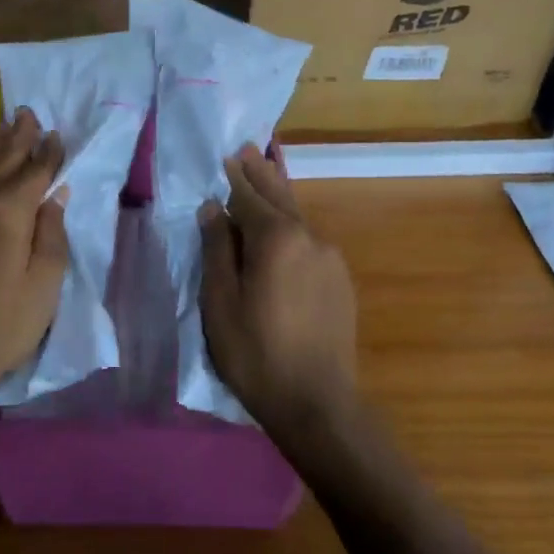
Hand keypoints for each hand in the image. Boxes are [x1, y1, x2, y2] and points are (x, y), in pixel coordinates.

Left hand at [0, 108, 71, 403]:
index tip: (57, 133)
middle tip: (27, 112)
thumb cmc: (3, 322)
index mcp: (9, 212)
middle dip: (18, 136)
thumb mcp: (44, 283)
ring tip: (4, 125)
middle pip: (3, 161)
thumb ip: (51, 233)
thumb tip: (54, 196)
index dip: (48, 153)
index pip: (34, 172)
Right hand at [199, 144, 357, 431]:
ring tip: (265, 178)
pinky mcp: (340, 281)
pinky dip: (292, 225)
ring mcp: (330, 259)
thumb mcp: (221, 301)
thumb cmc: (256, 353)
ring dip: (279, 197)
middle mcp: (309, 238)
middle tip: (249, 150)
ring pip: (298, 218)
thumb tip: (213, 208)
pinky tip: (284, 229)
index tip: (229, 155)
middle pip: (281, 197)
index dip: (237, 177)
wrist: (318, 403)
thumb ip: (217, 249)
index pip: (251, 196)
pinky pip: (310, 240)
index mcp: (276, 239)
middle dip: (262, 173)